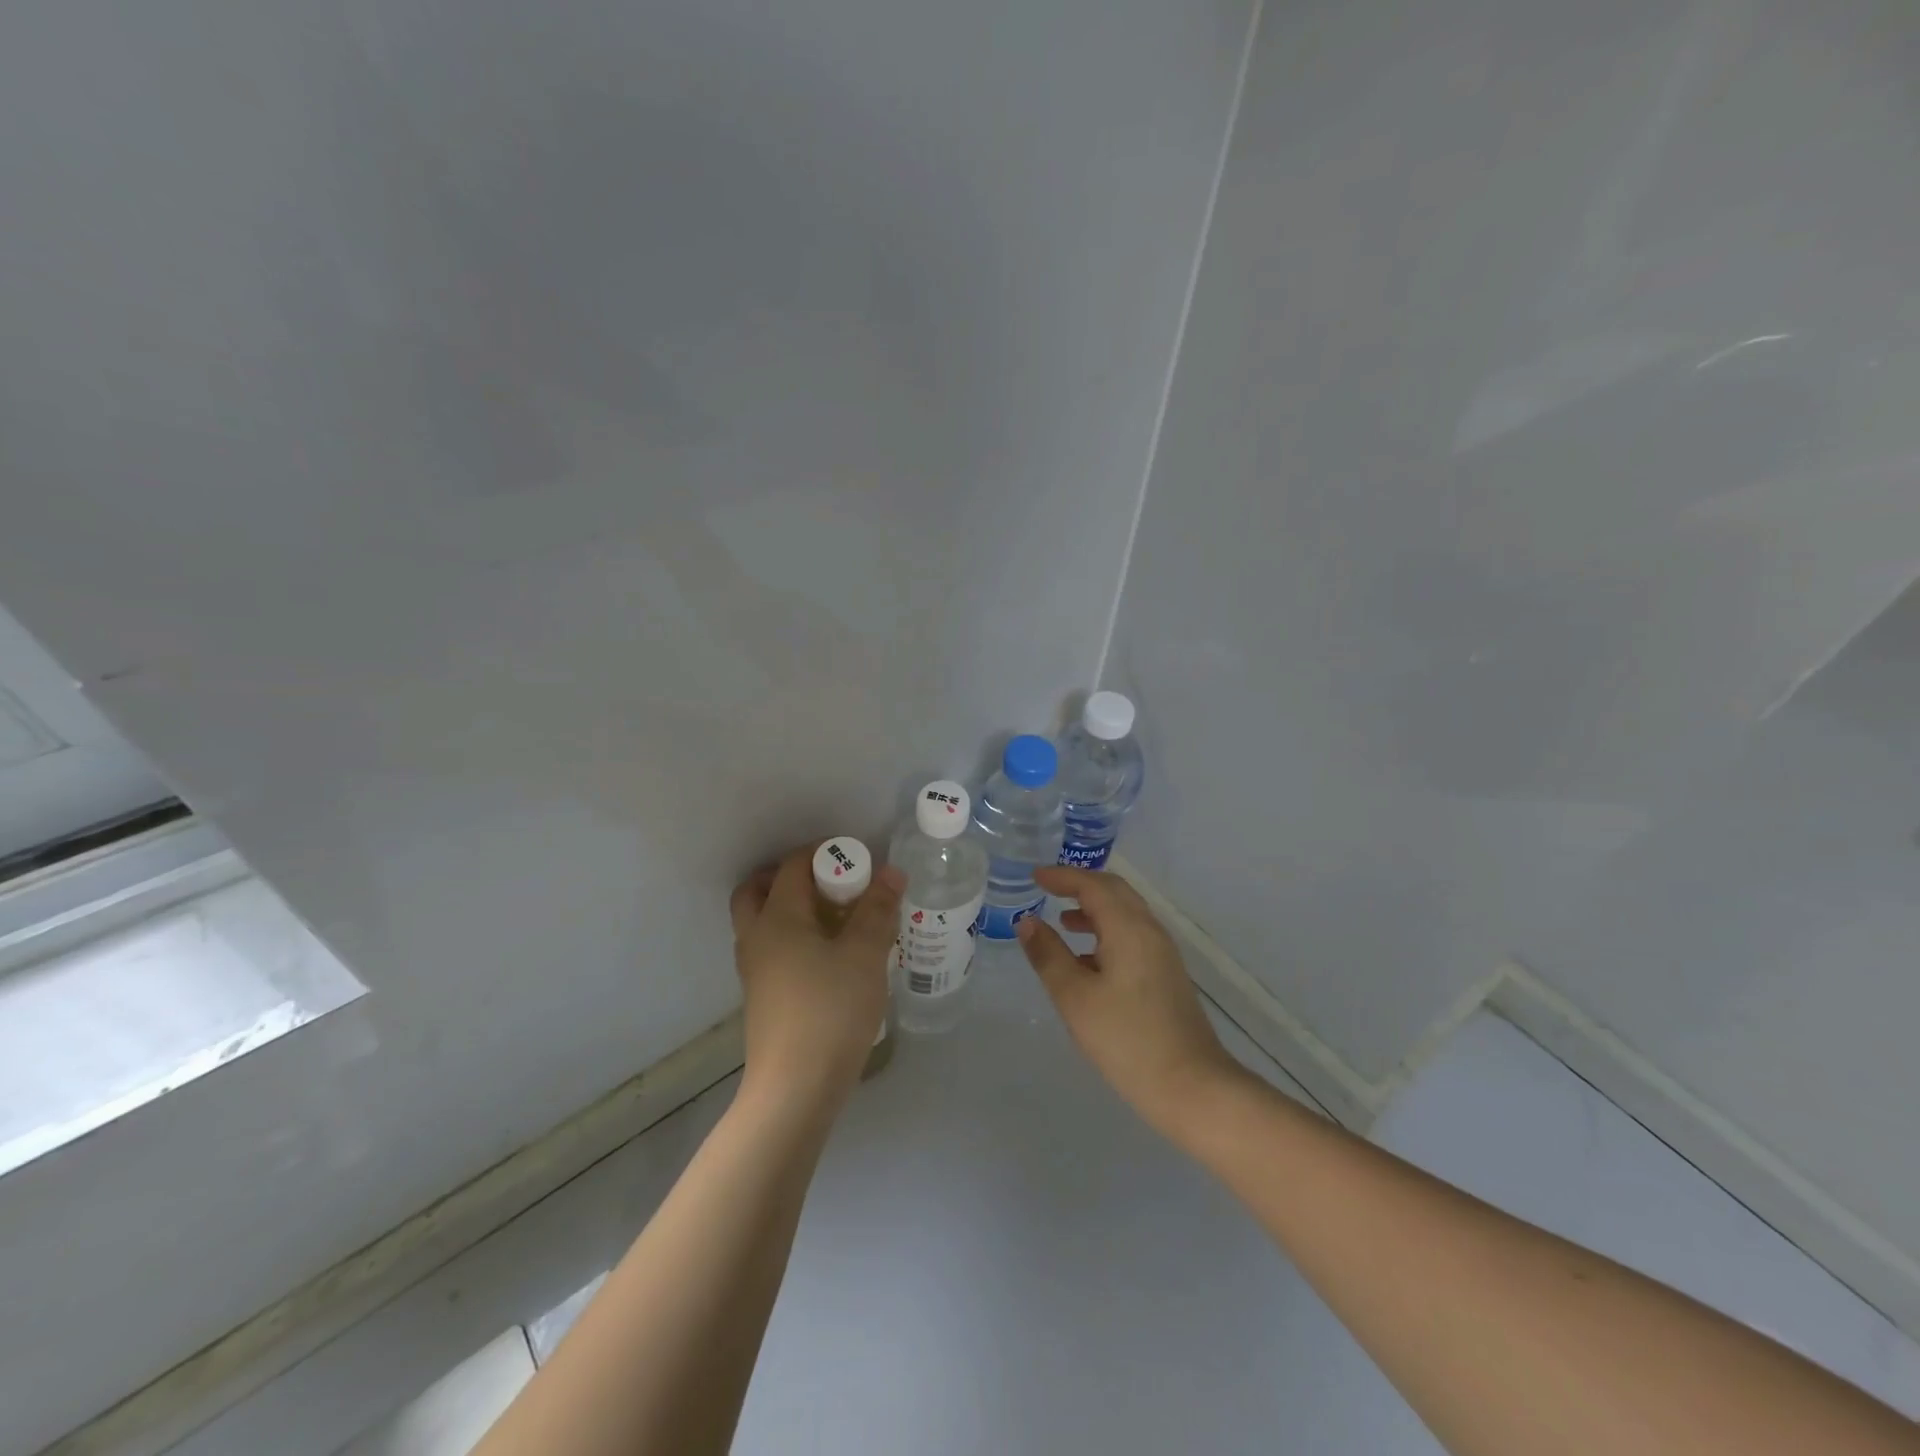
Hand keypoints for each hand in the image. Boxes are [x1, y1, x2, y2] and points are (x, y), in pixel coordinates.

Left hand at [729, 846, 902, 1111]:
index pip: (793, 866)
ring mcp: (754, 970)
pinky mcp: (762, 996)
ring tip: (836, 917)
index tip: (857, 860)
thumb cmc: (831, 1010)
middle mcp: (756, 937)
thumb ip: (877, 909)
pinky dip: (793, 936)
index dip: (824, 853)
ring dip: (792, 907)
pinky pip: (772, 948)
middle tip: (831, 882)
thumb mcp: (864, 955)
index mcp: (777, 917)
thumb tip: (891, 872)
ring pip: (763, 921)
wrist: (795, 1088)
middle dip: (793, 877)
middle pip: (759, 889)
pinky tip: (830, 954)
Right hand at [1017, 866, 1241, 1135]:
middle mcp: (1150, 931)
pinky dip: (1107, 931)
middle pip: (1115, 892)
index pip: (1093, 886)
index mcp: (1129, 928)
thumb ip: (1048, 955)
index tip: (1035, 876)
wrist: (1192, 1086)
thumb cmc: (1126, 1040)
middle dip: (1081, 886)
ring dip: (1094, 909)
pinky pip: (1133, 935)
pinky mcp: (1167, 975)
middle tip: (1049, 889)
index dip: (1062, 877)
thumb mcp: (1075, 997)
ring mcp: (1163, 953)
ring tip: (1062, 923)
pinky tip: (1088, 959)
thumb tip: (1027, 921)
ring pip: (1126, 914)